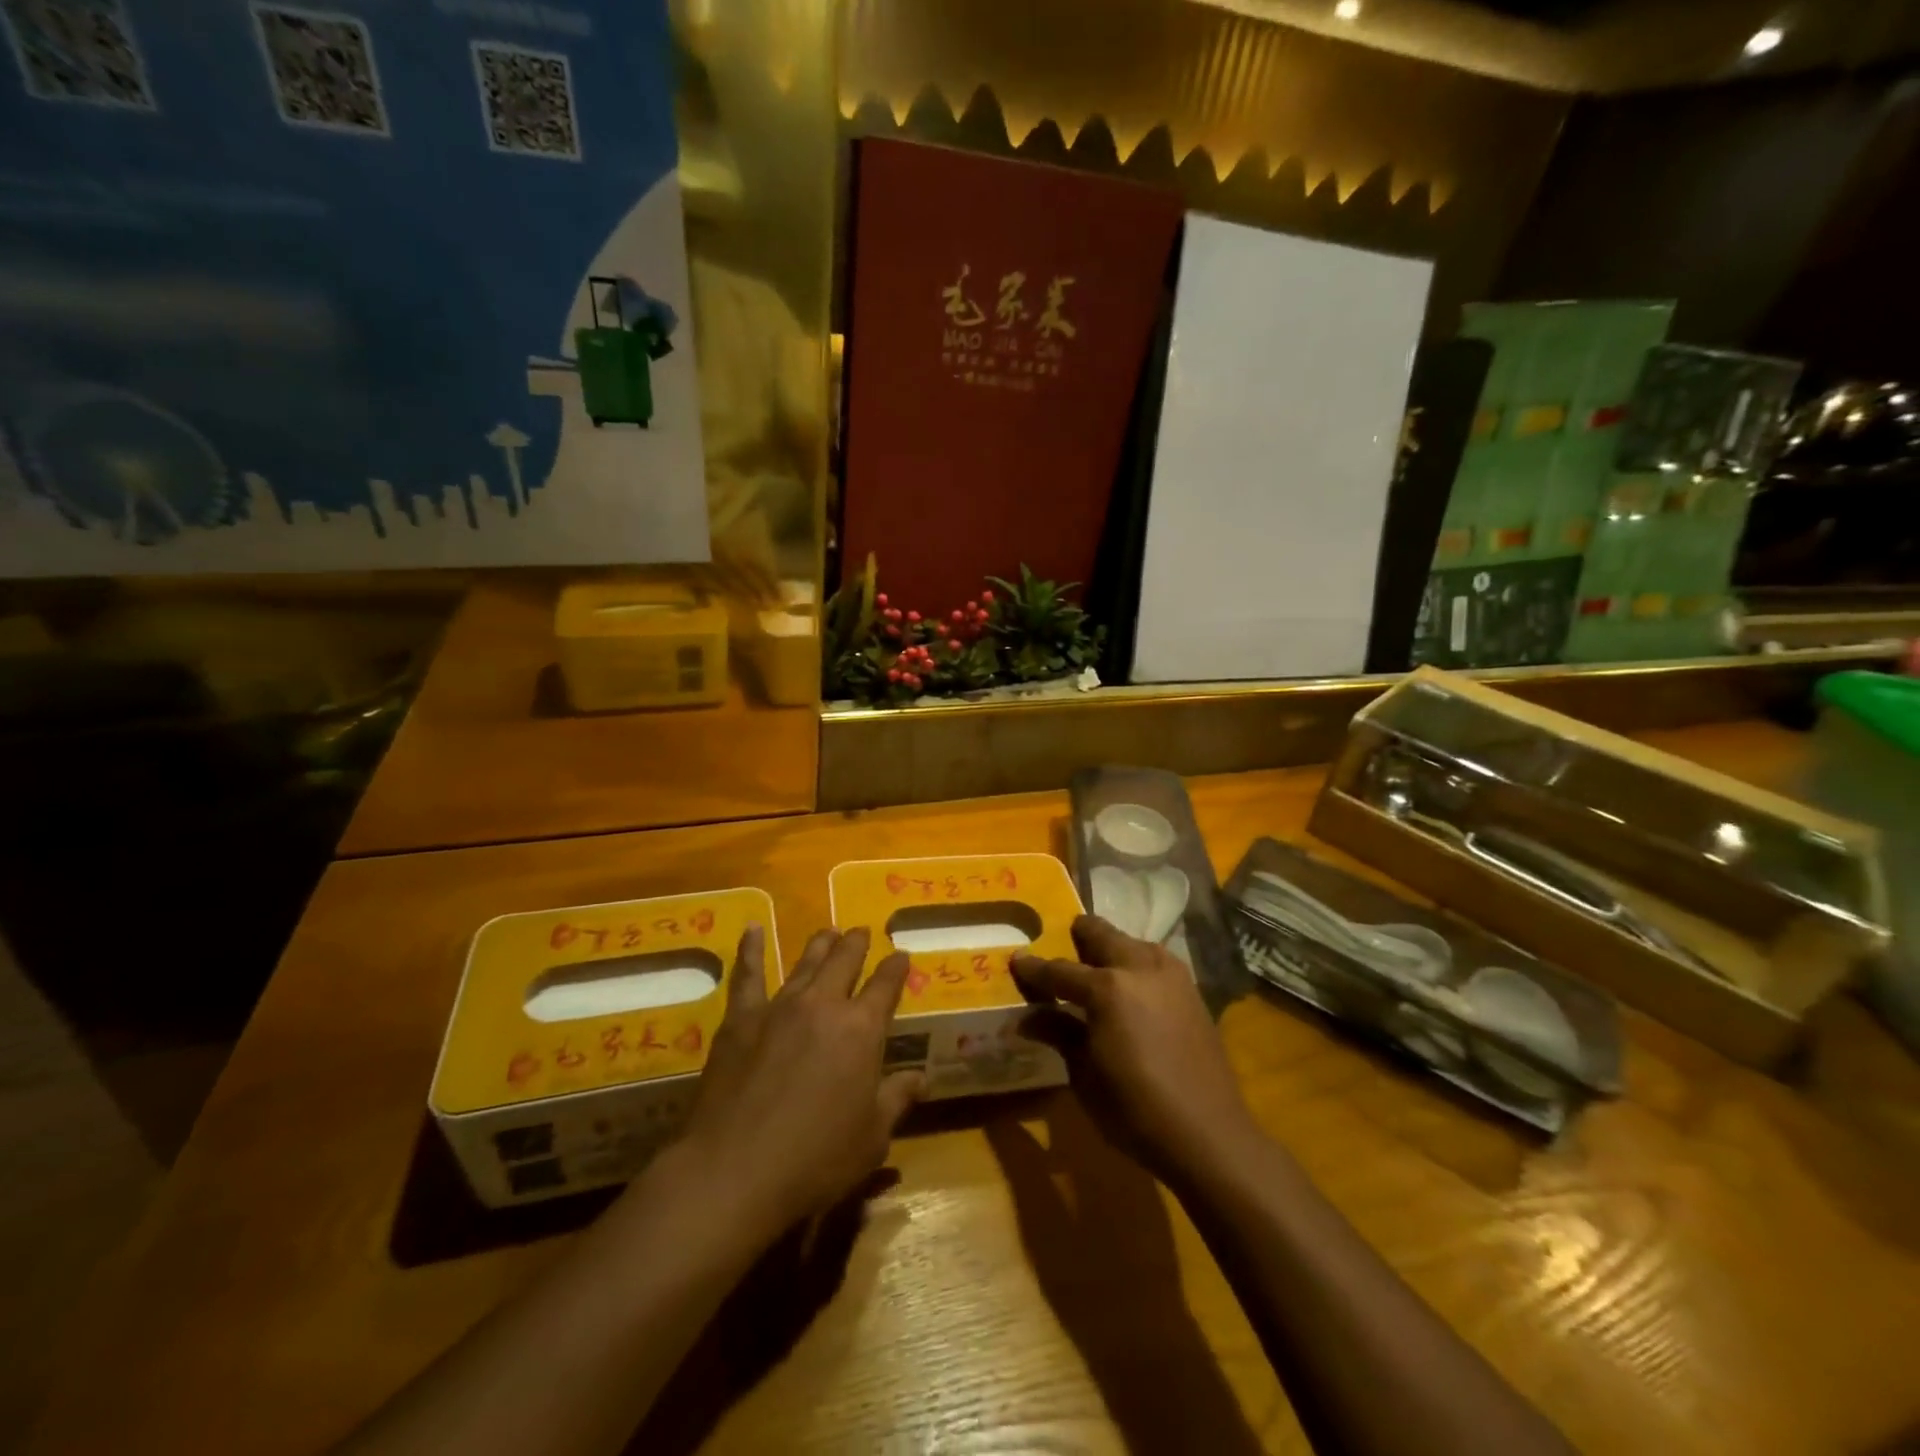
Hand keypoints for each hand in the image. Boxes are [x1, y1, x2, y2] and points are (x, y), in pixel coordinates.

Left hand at [679, 925, 923, 1237]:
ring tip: (828, 931)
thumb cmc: (816, 1159)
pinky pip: (747, 975)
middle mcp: (824, 1004)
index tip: (901, 955)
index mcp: (862, 1029)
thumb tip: (924, 1077)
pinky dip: (750, 949)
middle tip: (862, 932)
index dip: (896, 968)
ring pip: (806, 962)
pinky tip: (751, 929)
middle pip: (845, 960)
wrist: (736, 1170)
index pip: (886, 985)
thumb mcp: (872, 1137)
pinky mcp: (741, 1018)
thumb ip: (897, 1098)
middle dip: (857, 944)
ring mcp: (780, 1006)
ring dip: (821, 943)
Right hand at [1012, 916, 1256, 1182]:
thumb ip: (1058, 1034)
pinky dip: (1135, 965)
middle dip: (1077, 939)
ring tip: (1095, 970)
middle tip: (1061, 953)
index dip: (1034, 968)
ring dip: (1110, 949)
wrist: (1210, 1134)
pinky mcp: (1191, 989)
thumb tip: (1026, 1018)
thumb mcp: (1085, 1075)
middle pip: (1100, 934)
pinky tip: (1130, 989)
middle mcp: (1139, 967)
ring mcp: (1171, 974)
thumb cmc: (1135, 1110)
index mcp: (1107, 988)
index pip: (1059, 970)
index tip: (1017, 960)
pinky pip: (1154, 961)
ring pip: (1131, 942)